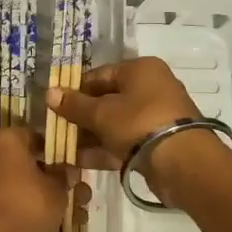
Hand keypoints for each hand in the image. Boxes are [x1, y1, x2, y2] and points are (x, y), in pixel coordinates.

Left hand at [0, 128, 84, 231]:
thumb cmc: (25, 208)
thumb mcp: (57, 190)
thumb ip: (64, 176)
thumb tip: (64, 171)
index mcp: (3, 141)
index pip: (35, 135)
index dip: (59, 150)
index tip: (76, 166)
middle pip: (27, 163)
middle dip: (55, 181)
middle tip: (80, 196)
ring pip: (19, 187)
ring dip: (45, 200)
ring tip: (74, 220)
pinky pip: (6, 205)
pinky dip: (26, 214)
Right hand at [45, 57, 229, 202]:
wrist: (182, 162)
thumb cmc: (138, 123)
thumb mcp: (101, 113)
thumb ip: (74, 105)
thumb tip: (49, 93)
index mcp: (140, 70)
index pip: (99, 74)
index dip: (75, 89)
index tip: (55, 105)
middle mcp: (151, 88)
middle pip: (107, 100)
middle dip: (81, 116)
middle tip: (57, 129)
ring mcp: (156, 117)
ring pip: (115, 123)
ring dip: (89, 135)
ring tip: (62, 148)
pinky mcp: (158, 143)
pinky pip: (125, 142)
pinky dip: (104, 149)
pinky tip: (78, 161)